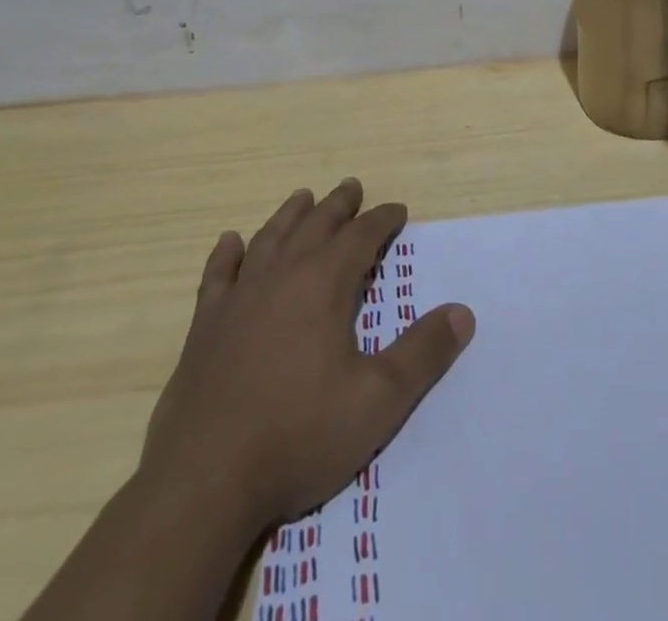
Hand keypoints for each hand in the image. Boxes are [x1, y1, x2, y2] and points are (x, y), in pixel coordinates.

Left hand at [139, 180, 474, 536]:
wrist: (204, 482)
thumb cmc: (299, 436)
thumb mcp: (377, 401)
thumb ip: (423, 353)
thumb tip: (463, 312)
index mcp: (323, 285)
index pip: (360, 236)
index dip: (382, 220)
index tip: (398, 210)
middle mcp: (281, 277)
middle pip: (315, 226)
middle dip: (338, 205)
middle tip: (352, 186)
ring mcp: (238, 300)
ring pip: (269, 239)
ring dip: (290, 215)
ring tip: (303, 197)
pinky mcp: (205, 328)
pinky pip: (217, 276)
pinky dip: (226, 255)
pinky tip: (230, 243)